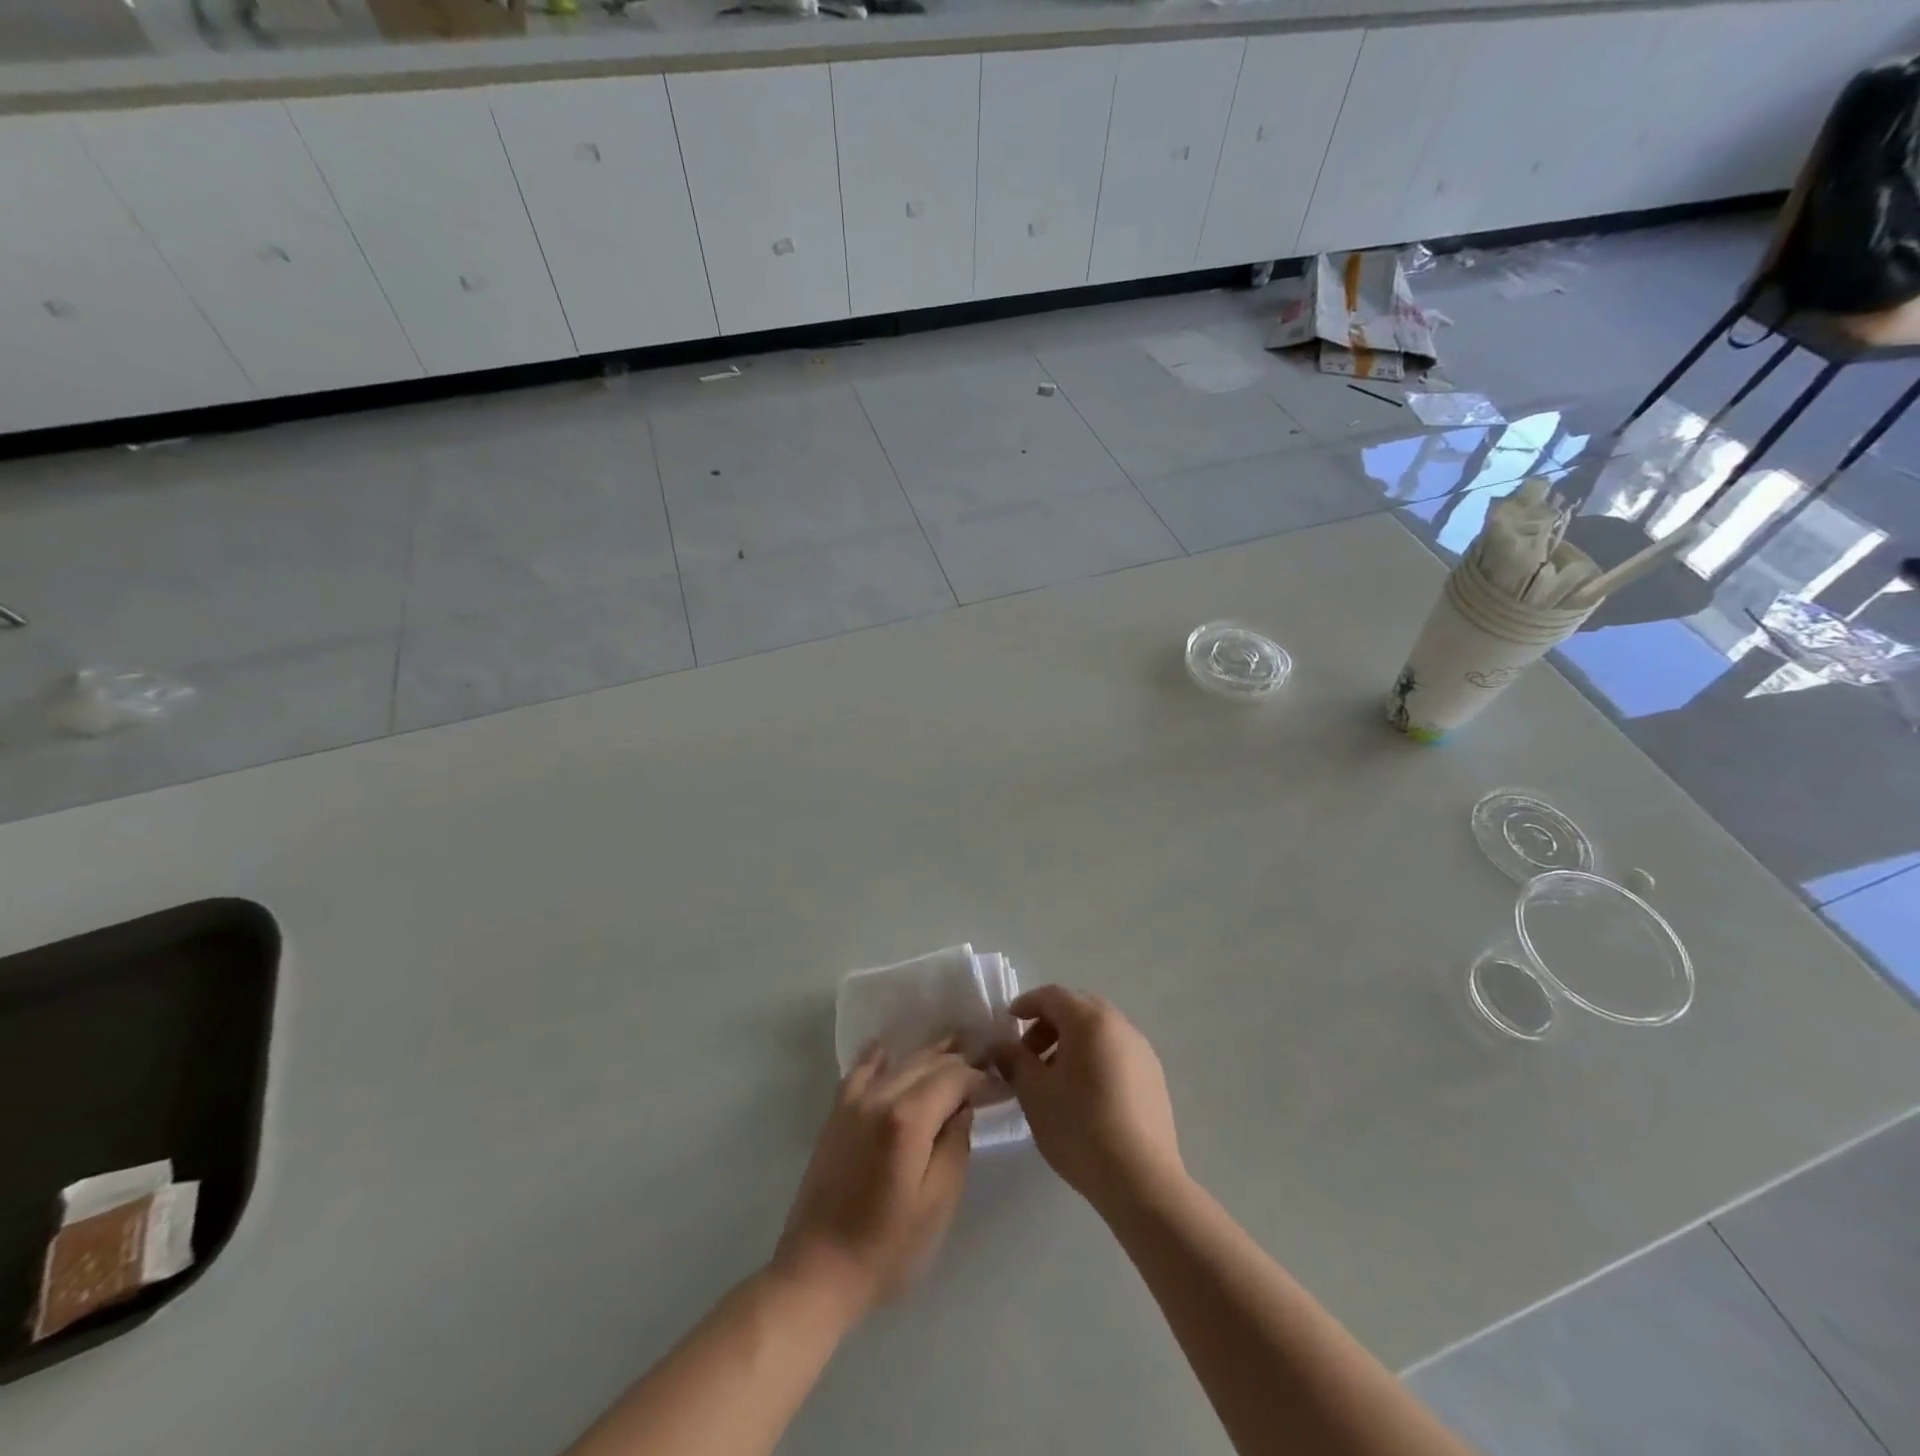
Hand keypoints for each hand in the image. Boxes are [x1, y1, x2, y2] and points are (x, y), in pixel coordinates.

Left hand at [772, 1040, 985, 1316]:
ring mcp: (855, 1102)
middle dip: (960, 1060)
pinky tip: (890, 1048)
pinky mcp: (838, 1113)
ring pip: (900, 1062)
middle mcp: (881, 1097)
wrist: (818, 1271)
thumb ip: (956, 1146)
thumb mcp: (938, 1203)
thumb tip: (964, 1107)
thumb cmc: (887, 1248)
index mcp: (908, 1119)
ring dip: (930, 1053)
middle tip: (988, 1060)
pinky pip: (862, 1070)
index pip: (955, 1077)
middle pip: (928, 1063)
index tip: (1004, 1083)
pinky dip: (881, 1056)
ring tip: (956, 1047)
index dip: (982, 1077)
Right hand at [991, 986, 1183, 1216]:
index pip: (1052, 995)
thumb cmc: (1079, 1127)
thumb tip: (999, 1046)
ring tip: (1054, 1079)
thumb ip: (1014, 1060)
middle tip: (1029, 1054)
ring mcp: (1142, 1050)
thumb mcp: (1034, 1093)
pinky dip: (1094, 1058)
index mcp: (1089, 1020)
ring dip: (1072, 1042)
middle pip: (1078, 1008)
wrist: (1141, 1180)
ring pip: (1099, 1031)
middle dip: (1049, 1024)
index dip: (1026, 1004)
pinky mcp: (1154, 1077)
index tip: (1008, 1022)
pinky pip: (1116, 1052)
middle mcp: (1120, 1025)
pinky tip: (1084, 1094)